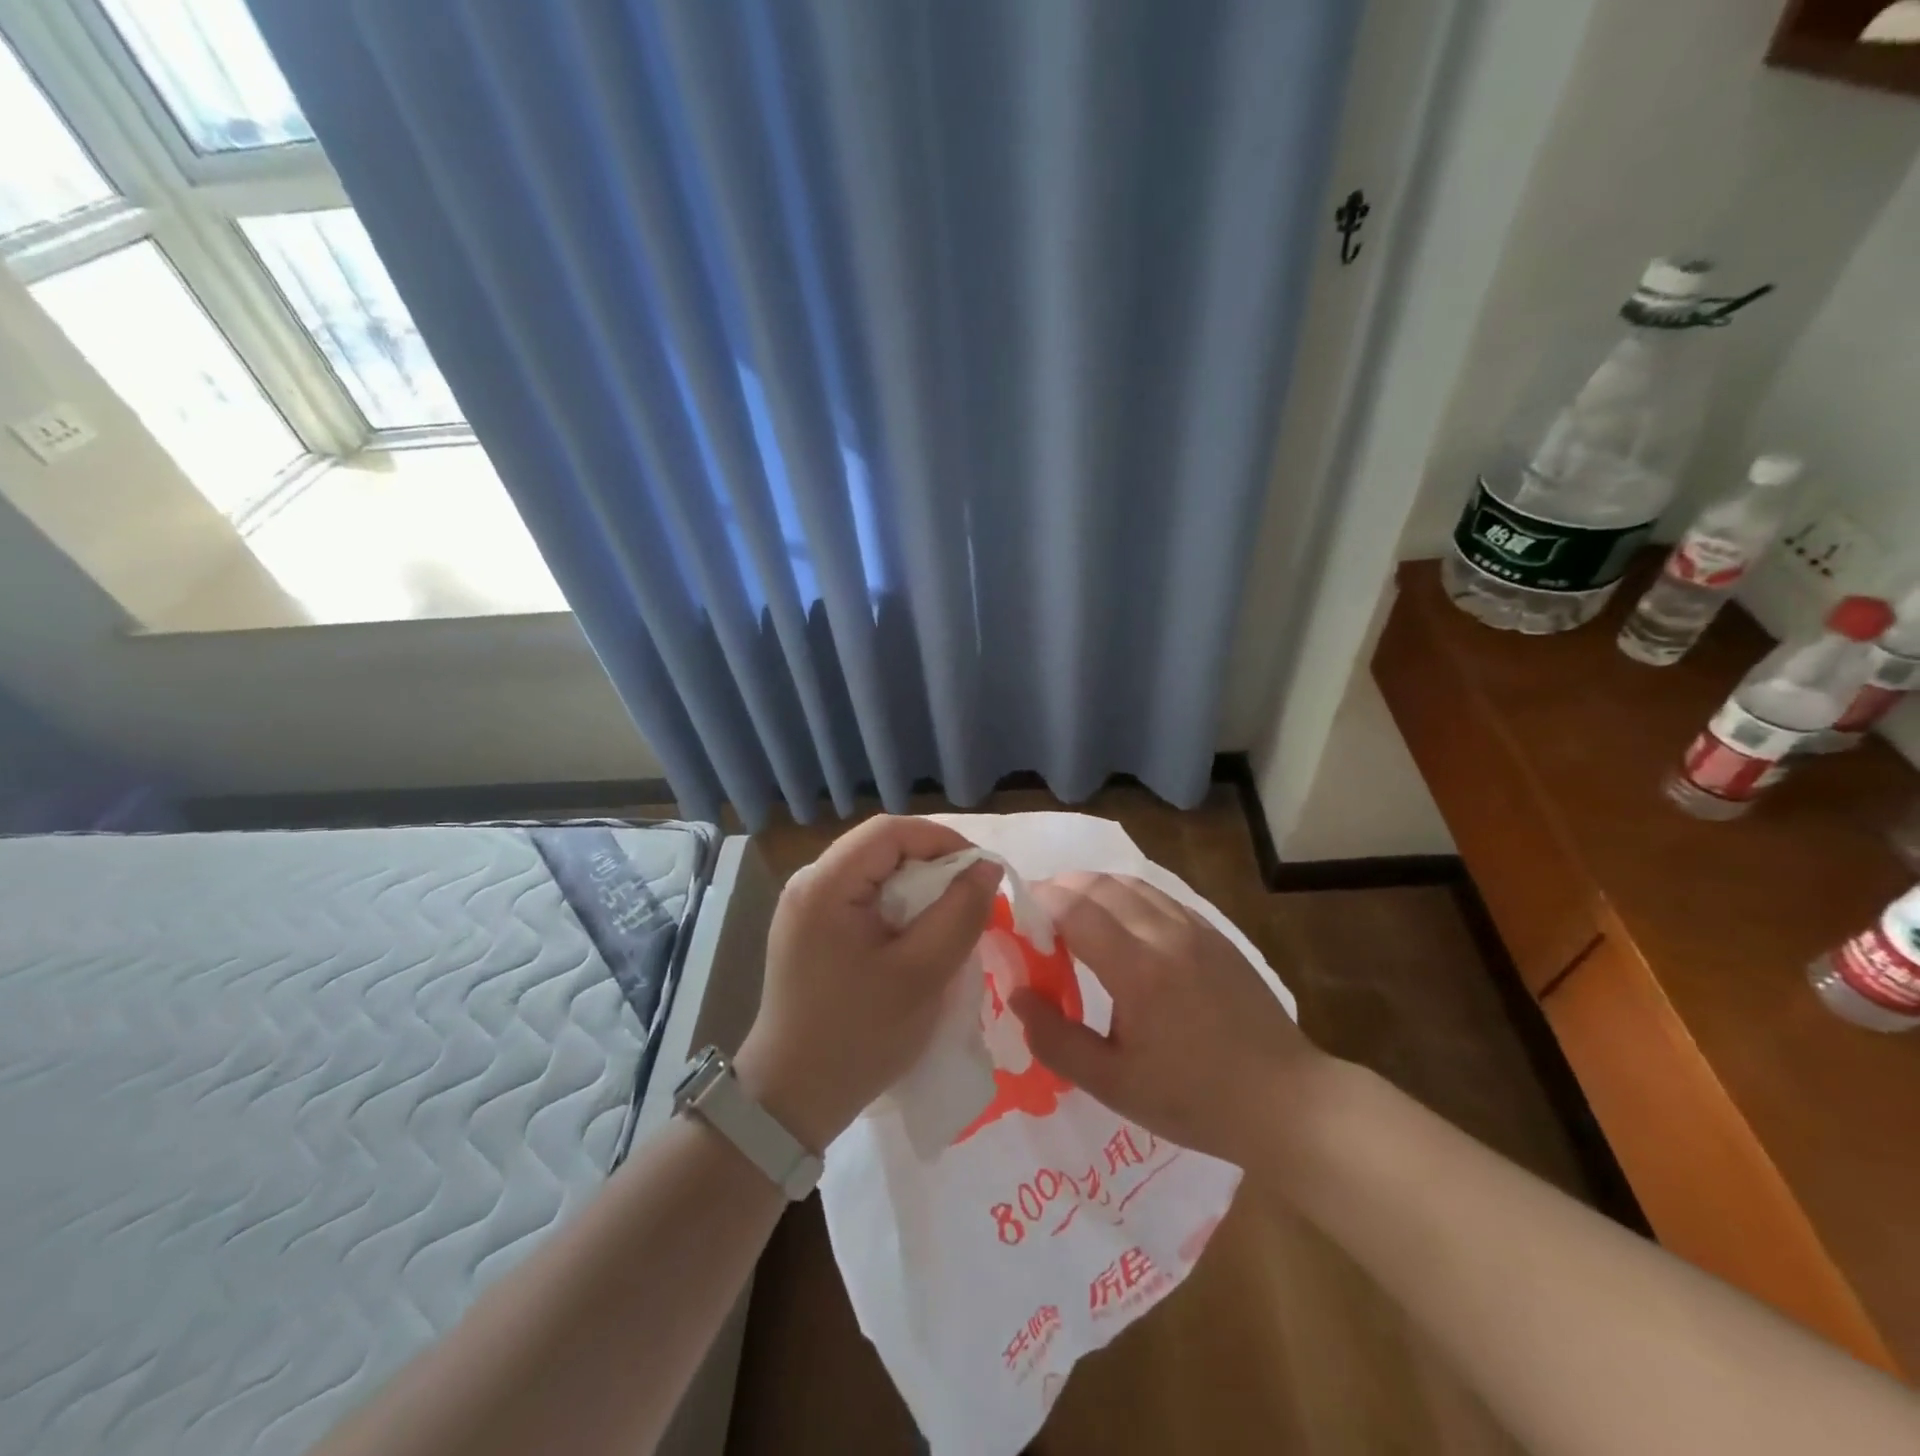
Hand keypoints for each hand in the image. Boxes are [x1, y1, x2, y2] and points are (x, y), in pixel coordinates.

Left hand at [736, 816, 1000, 1151]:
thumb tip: (985, 867)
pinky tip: (916, 936)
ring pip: (874, 872)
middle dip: (932, 863)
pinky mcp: (810, 930)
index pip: (890, 831)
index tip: (980, 870)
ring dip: (917, 886)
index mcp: (825, 884)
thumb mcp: (922, 974)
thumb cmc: (858, 1036)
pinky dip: (897, 906)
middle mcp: (809, 883)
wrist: (791, 1099)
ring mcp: (805, 907)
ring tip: (950, 915)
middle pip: (880, 847)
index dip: (942, 840)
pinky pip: (862, 898)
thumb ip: (959, 913)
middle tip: (970, 896)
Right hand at [1008, 873, 1322, 1166]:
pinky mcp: (1215, 936)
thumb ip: (1056, 1039)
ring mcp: (1195, 930)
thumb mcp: (1114, 1084)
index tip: (1016, 910)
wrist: (1285, 1101)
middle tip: (1038, 907)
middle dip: (1063, 886)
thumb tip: (1017, 995)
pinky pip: (1161, 898)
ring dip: (1095, 887)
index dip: (1041, 900)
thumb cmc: (1193, 1099)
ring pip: (1133, 885)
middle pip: (1102, 886)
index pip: (1076, 909)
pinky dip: (1128, 896)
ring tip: (1073, 908)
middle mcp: (1164, 934)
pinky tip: (1123, 921)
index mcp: (1137, 968)